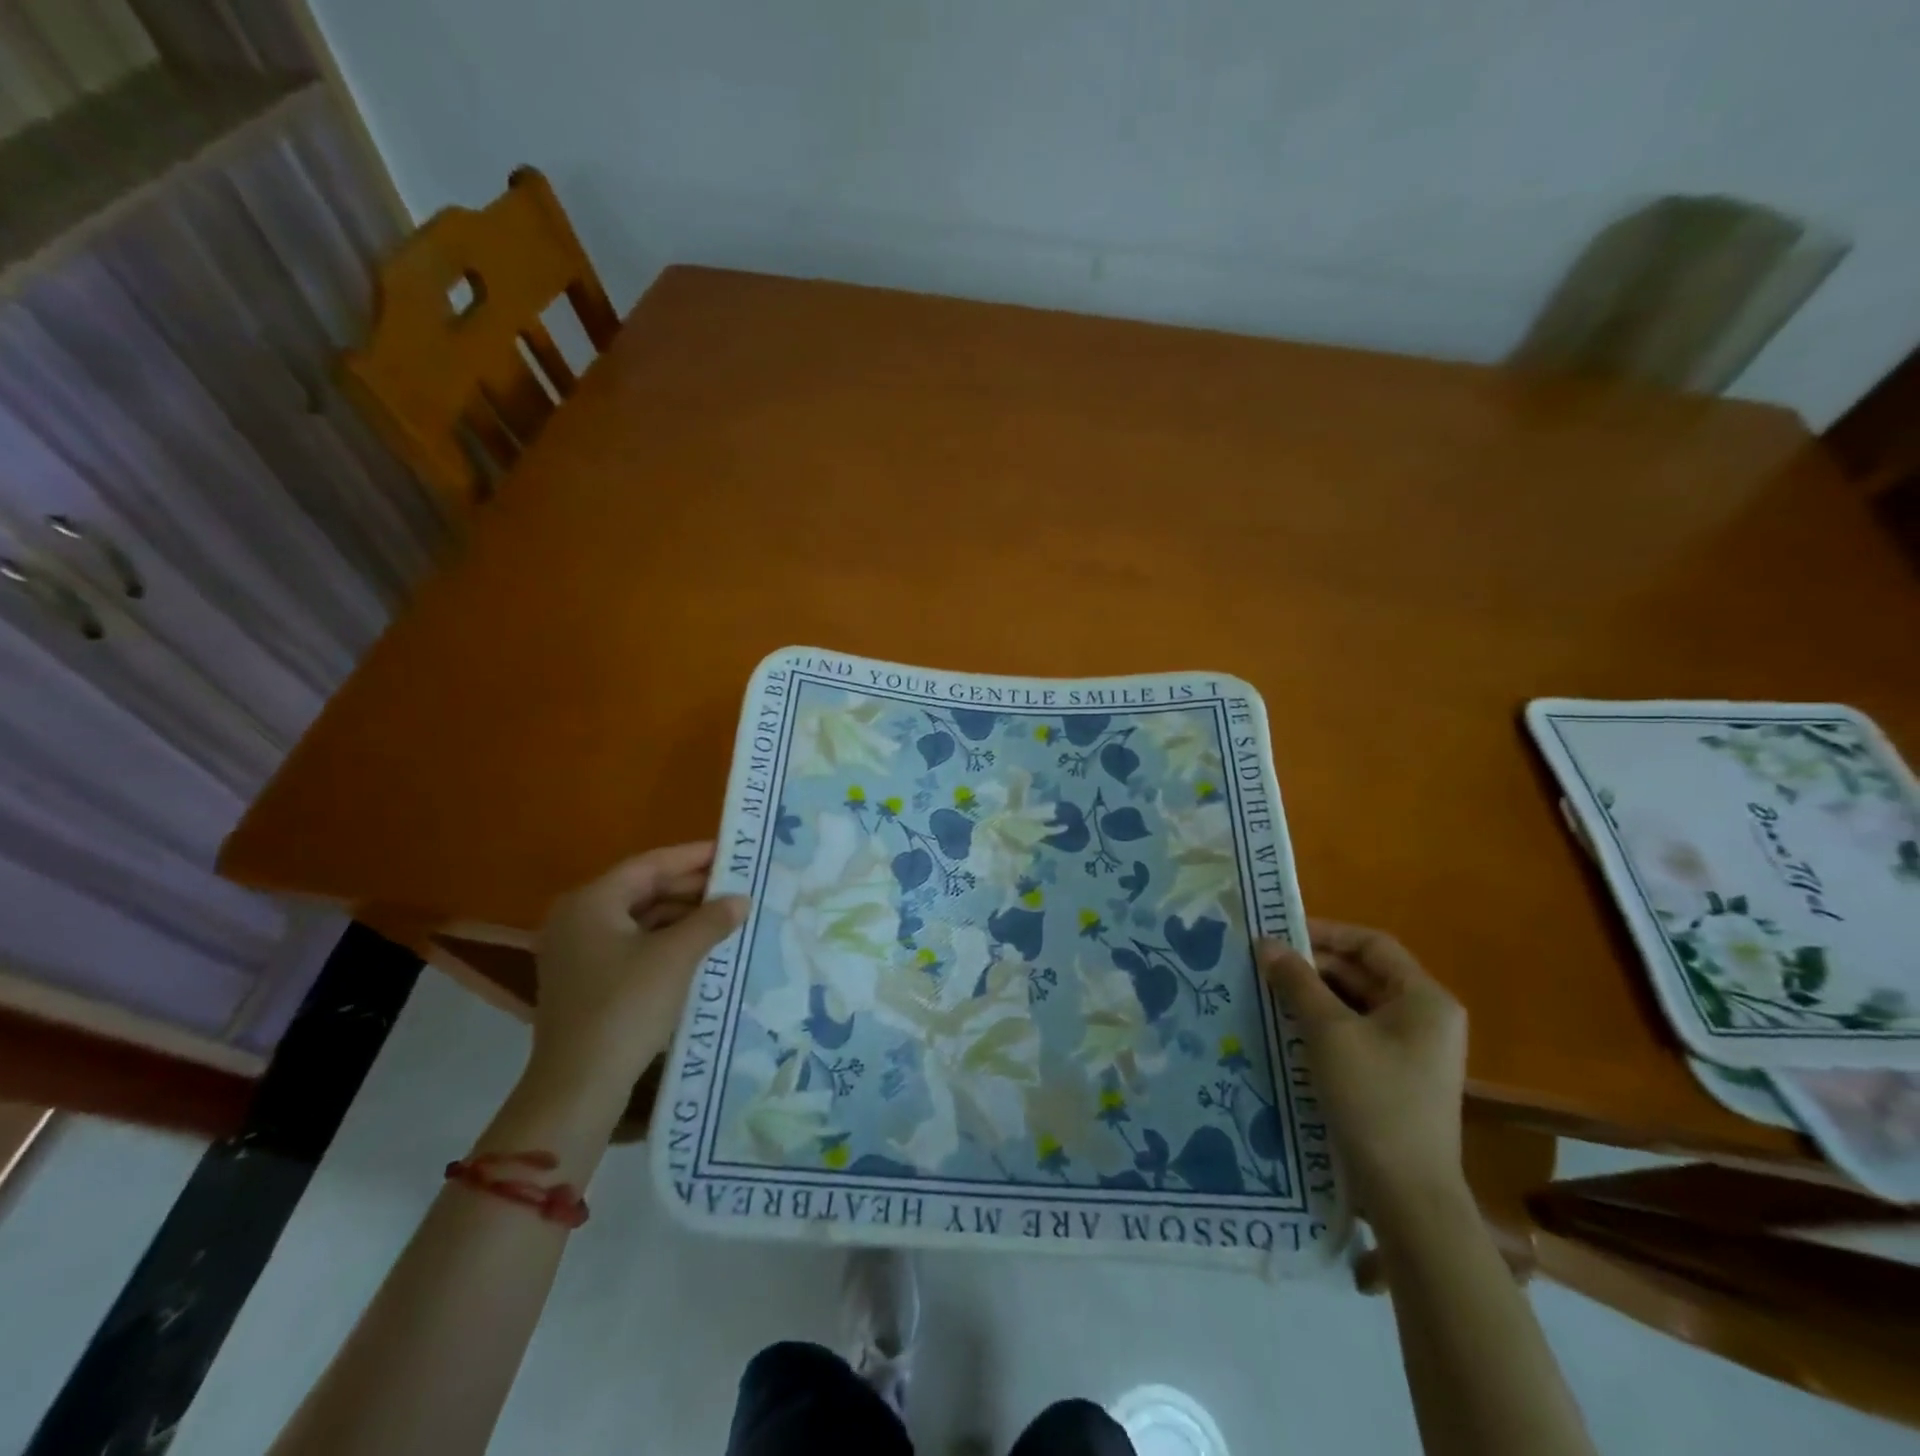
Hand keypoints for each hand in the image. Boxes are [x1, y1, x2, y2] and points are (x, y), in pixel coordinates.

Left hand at [532, 844, 748, 1084]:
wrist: (578, 1086)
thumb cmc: (625, 1006)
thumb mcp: (676, 957)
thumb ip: (710, 920)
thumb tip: (740, 899)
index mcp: (592, 902)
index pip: (650, 864)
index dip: (694, 856)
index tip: (732, 853)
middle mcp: (578, 919)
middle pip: (642, 889)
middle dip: (691, 888)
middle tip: (736, 885)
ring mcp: (579, 952)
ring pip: (640, 919)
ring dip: (682, 916)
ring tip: (726, 915)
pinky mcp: (588, 981)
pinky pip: (633, 945)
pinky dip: (666, 941)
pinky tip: (701, 946)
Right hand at [1258, 921, 1466, 1212]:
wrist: (1407, 1196)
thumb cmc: (1374, 1100)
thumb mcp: (1328, 1032)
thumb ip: (1297, 982)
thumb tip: (1266, 943)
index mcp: (1425, 999)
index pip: (1372, 944)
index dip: (1325, 932)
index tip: (1279, 934)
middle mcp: (1426, 1019)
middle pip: (1363, 974)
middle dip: (1313, 966)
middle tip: (1263, 965)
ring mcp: (1413, 1051)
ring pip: (1356, 1005)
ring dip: (1313, 996)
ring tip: (1266, 993)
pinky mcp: (1396, 1078)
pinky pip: (1356, 1034)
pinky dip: (1323, 1026)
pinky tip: (1286, 1029)